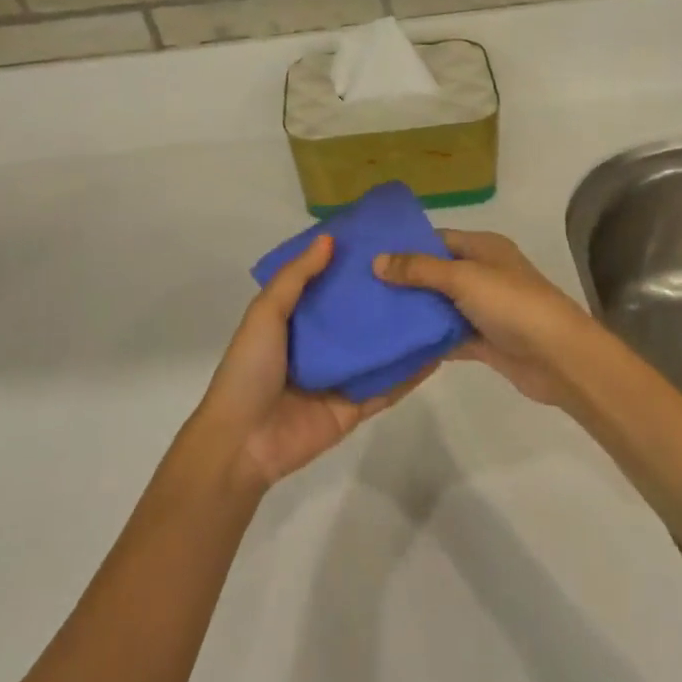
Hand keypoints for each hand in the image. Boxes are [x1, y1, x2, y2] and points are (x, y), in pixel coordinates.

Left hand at [193, 234, 430, 491]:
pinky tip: (436, 352)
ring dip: (402, 332)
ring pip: (377, 350)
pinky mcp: (355, 407)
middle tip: (420, 270)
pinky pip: (387, 387)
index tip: (381, 241)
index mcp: (294, 321)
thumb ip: (296, 278)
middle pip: (357, 317)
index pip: (328, 286)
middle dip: (383, 297)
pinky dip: (410, 373)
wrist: (243, 441)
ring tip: (438, 305)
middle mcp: (319, 345)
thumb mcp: (265, 314)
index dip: (350, 265)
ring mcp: (340, 377)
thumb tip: (329, 239)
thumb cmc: (250, 369)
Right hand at [373, 230, 594, 405]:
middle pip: (435, 273)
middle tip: (359, 288)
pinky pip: (448, 336)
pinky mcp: (483, 341)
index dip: (405, 245)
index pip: (437, 239)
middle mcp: (483, 274)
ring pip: (440, 306)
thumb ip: (419, 270)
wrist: (559, 358)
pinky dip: (427, 340)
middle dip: (403, 281)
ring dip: (413, 311)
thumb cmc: (512, 304)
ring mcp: (484, 309)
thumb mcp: (463, 278)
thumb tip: (376, 260)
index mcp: (484, 248)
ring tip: (369, 314)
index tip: (368, 255)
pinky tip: (395, 343)